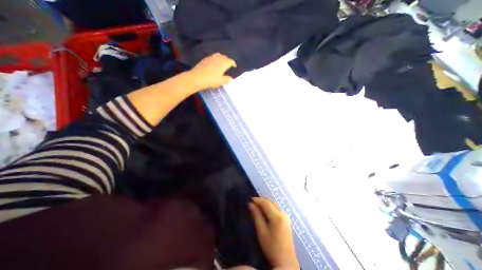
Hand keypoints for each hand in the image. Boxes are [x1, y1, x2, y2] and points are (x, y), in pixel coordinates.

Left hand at [187, 51, 236, 90]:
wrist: (197, 78)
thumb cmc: (211, 80)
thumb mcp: (220, 82)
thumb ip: (226, 79)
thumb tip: (231, 78)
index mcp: (223, 63)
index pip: (230, 61)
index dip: (233, 63)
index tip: (234, 66)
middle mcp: (218, 58)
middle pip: (224, 57)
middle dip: (227, 60)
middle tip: (228, 65)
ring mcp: (210, 58)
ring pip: (218, 55)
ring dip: (221, 59)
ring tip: (221, 63)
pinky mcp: (205, 59)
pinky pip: (212, 57)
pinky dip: (215, 59)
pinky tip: (213, 64)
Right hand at [251, 198, 299, 268]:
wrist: (286, 260)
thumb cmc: (271, 247)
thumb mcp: (261, 231)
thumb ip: (256, 216)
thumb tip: (250, 204)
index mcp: (277, 216)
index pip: (266, 203)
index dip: (257, 200)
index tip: (249, 199)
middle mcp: (282, 213)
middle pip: (270, 201)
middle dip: (261, 201)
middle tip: (252, 203)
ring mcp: (286, 216)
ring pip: (274, 204)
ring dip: (265, 203)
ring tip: (257, 206)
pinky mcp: (286, 219)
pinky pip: (277, 208)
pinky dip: (270, 207)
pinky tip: (265, 211)